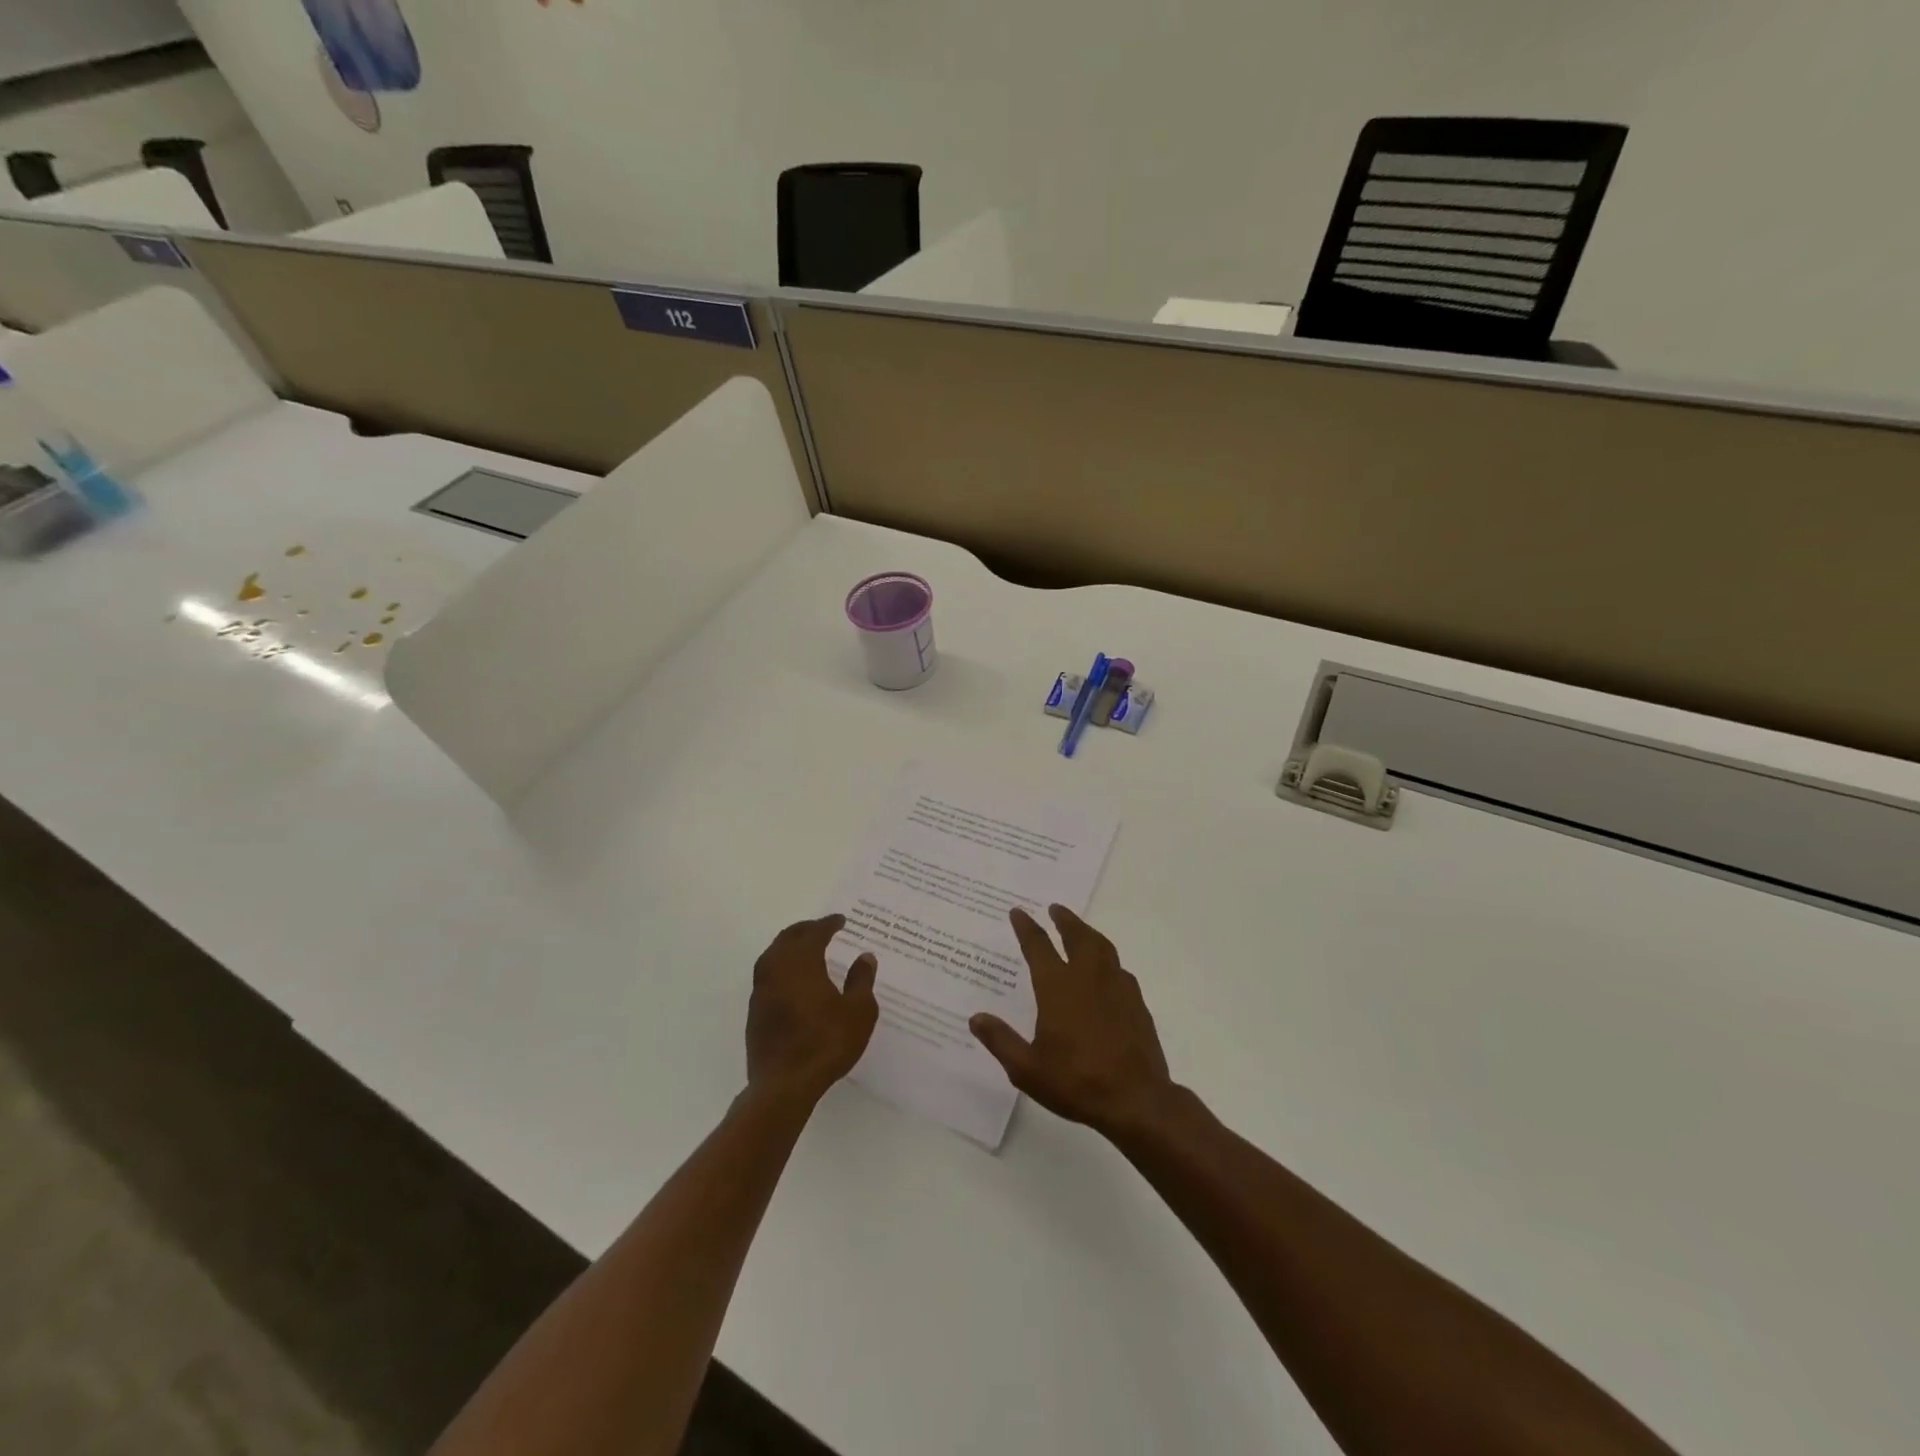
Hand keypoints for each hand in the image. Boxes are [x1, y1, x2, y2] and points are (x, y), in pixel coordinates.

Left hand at [746, 914, 878, 1105]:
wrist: (784, 1085)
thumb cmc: (826, 1043)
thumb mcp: (858, 1012)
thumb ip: (861, 981)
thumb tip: (864, 957)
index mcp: (802, 963)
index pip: (814, 933)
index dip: (828, 924)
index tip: (841, 920)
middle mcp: (777, 970)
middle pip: (787, 938)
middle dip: (805, 929)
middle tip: (821, 928)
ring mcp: (761, 991)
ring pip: (772, 956)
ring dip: (788, 946)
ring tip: (804, 949)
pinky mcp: (755, 1012)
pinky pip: (767, 976)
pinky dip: (780, 968)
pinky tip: (791, 980)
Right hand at [970, 905, 1174, 1136]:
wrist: (1136, 1099)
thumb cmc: (1076, 1082)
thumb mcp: (1027, 1069)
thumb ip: (1001, 1040)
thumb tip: (976, 1018)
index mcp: (1058, 987)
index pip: (1038, 947)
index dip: (1027, 927)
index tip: (1018, 912)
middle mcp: (1088, 977)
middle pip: (1076, 936)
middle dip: (1064, 920)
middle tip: (1055, 908)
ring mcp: (1116, 987)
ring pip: (1102, 947)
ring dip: (1088, 933)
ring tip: (1080, 929)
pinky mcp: (1136, 1002)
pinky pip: (1119, 968)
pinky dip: (1108, 959)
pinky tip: (1107, 970)